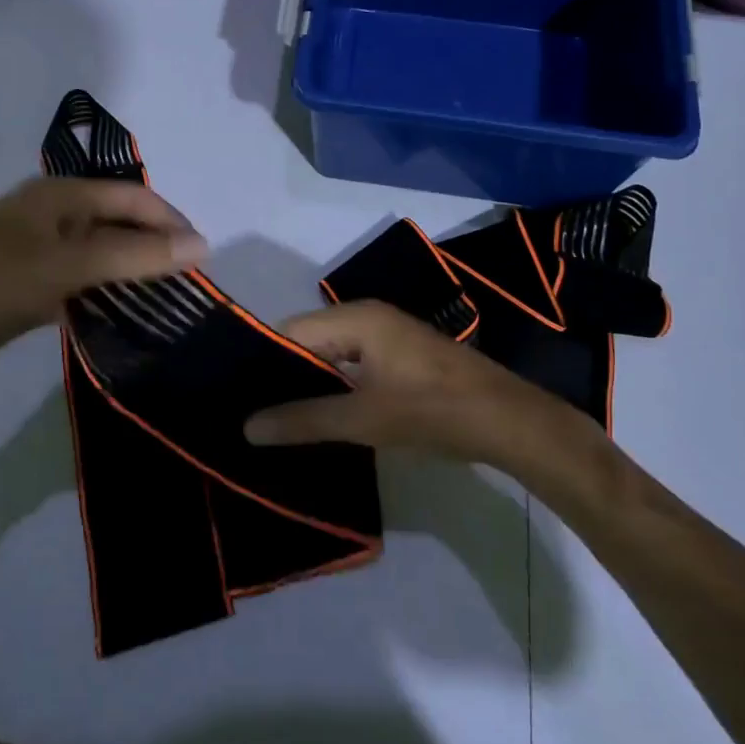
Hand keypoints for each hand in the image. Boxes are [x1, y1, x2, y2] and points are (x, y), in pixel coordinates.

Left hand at [0, 177, 206, 396]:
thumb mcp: (64, 265)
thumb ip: (133, 255)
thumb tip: (202, 247)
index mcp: (61, 196)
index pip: (133, 199)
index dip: (171, 224)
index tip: (205, 261)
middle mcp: (54, 219)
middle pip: (120, 226)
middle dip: (156, 250)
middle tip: (191, 288)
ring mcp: (41, 255)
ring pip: (103, 259)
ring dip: (134, 278)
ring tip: (171, 307)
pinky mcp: (31, 290)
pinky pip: (83, 288)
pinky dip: (107, 301)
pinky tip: (129, 322)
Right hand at [243, 300, 585, 466]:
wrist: (508, 421)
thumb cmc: (432, 410)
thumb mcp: (363, 419)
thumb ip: (303, 420)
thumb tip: (246, 427)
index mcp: (355, 317)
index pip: (289, 332)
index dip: (262, 364)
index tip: (236, 399)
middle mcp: (367, 316)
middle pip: (308, 342)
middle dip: (283, 377)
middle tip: (252, 416)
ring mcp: (386, 337)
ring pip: (330, 356)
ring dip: (309, 385)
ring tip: (277, 421)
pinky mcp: (400, 358)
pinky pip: (352, 366)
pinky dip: (334, 389)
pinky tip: (320, 419)